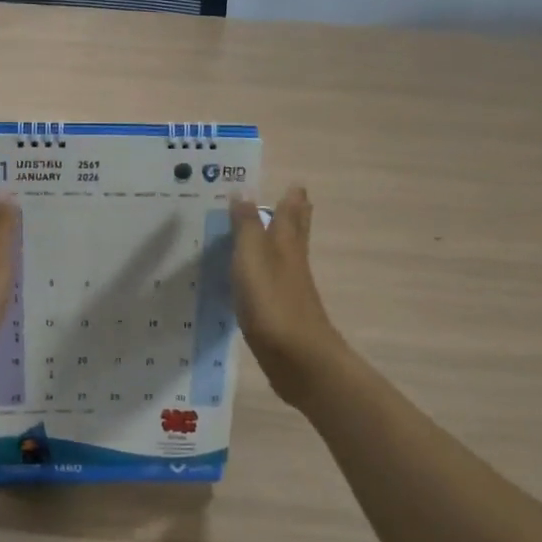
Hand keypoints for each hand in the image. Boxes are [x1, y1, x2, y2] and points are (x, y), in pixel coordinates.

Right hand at [229, 186, 347, 406]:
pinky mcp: (280, 314)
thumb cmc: (273, 302)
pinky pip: (272, 283)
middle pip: (296, 232)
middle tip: (293, 199)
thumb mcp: (252, 258)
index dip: (291, 197)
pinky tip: (254, 279)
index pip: (291, 212)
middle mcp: (292, 262)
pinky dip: (266, 273)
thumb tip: (243, 190)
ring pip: (285, 257)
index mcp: (286, 244)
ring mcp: (289, 290)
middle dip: (294, 215)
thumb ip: (246, 226)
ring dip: (279, 242)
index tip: (293, 182)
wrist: (297, 359)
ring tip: (267, 232)